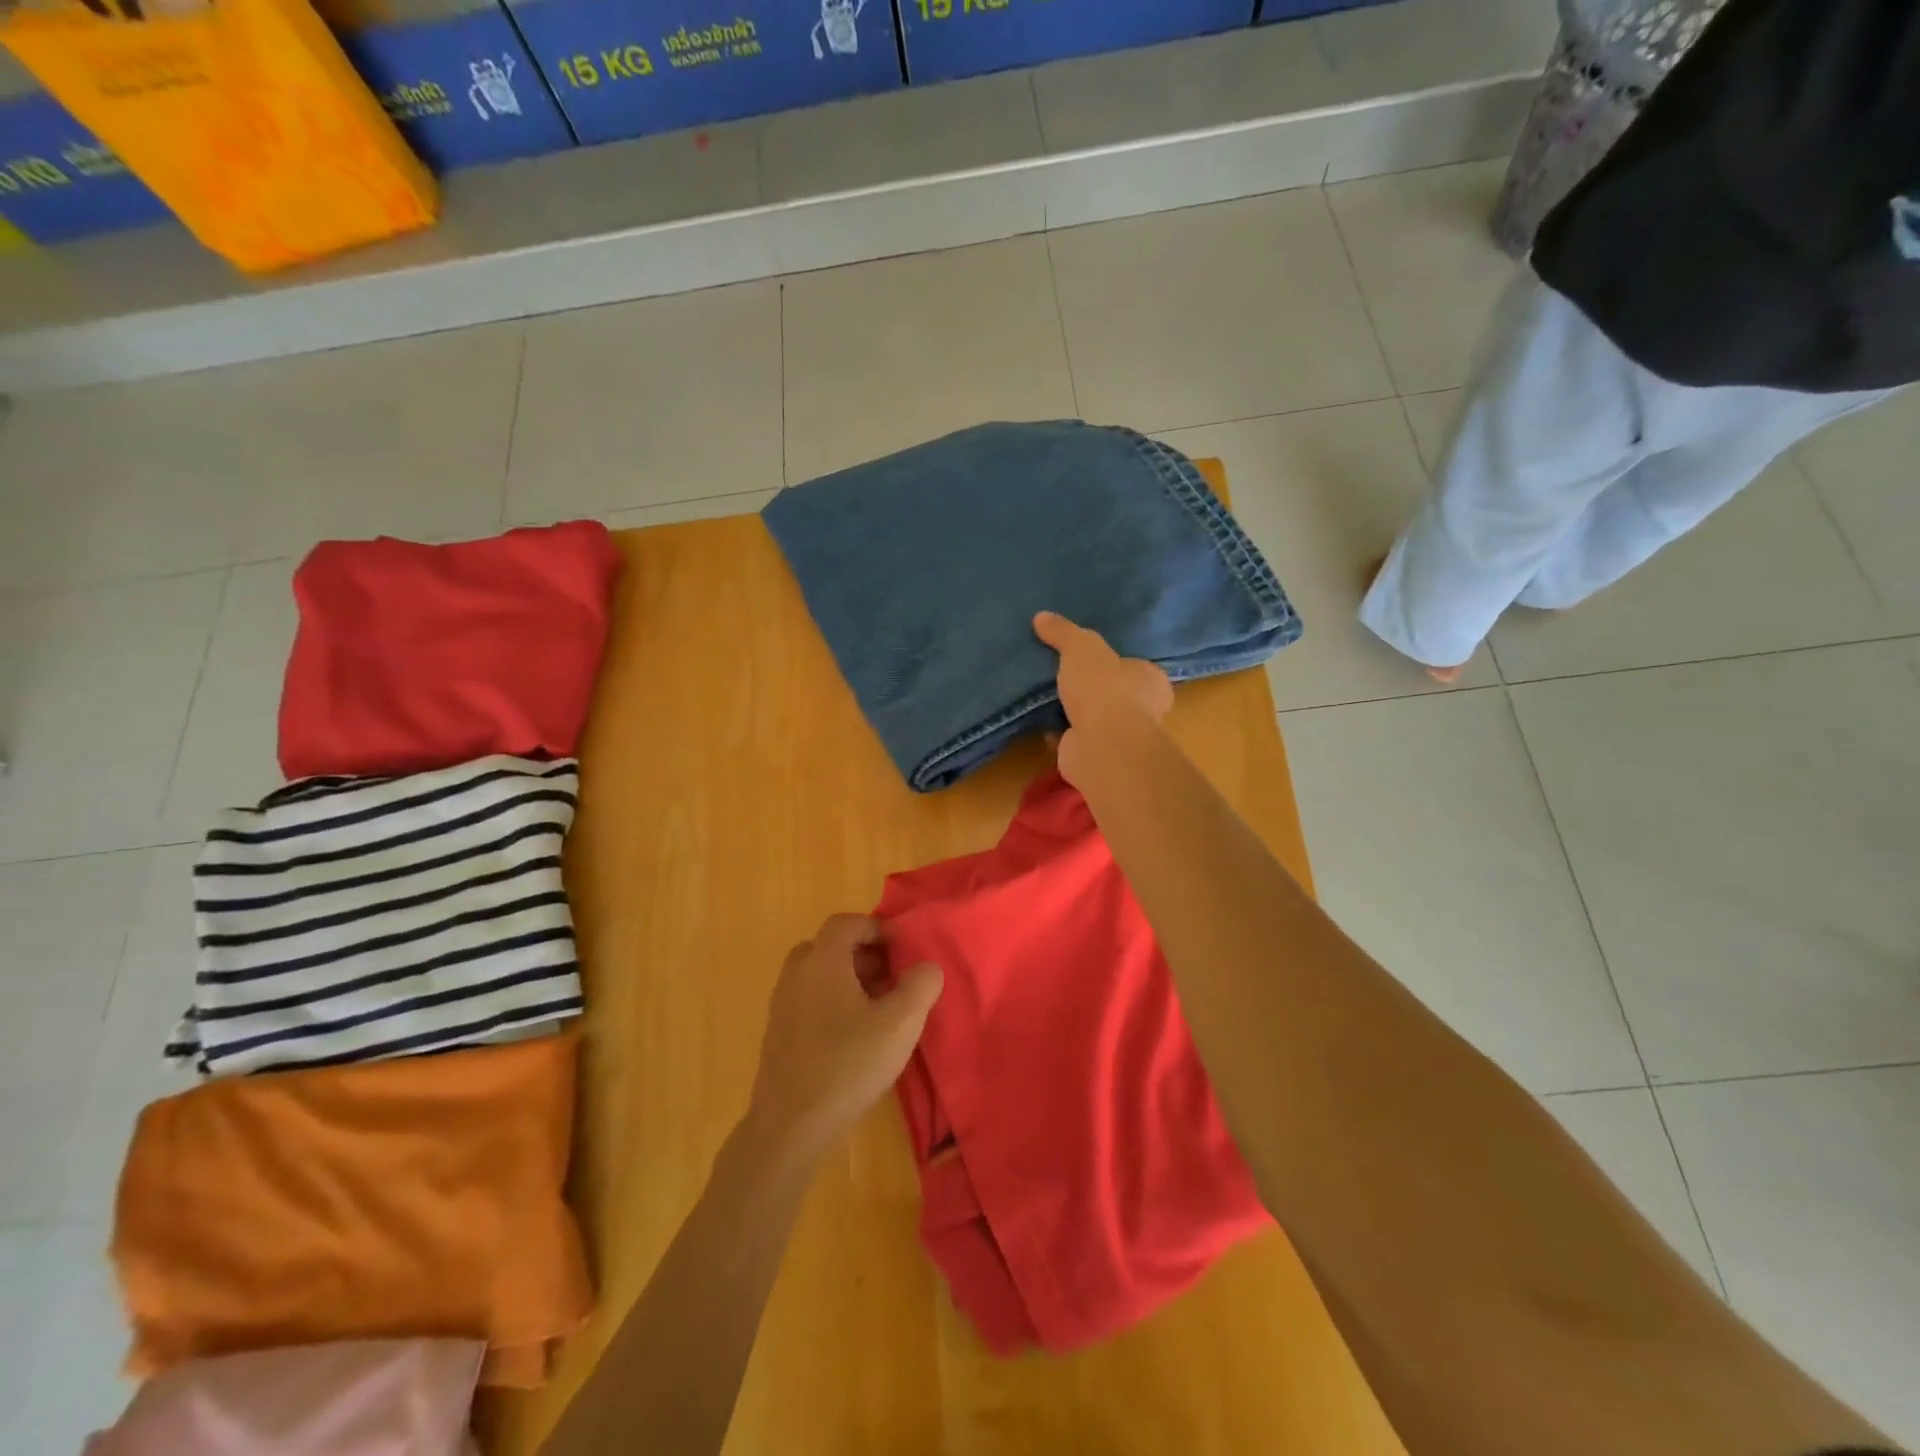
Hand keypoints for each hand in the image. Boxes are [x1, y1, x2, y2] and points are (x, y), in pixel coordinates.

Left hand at [747, 914, 941, 1159]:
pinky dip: (832, 1003)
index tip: (902, 951)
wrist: (790, 1125)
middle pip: (831, 946)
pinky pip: (809, 1000)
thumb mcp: (901, 1023)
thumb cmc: (848, 1064)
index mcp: (823, 959)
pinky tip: (854, 1038)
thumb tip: (926, 966)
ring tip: (879, 1011)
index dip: (877, 929)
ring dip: (849, 981)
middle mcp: (796, 973)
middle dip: (865, 956)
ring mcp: (782, 1004)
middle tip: (893, 979)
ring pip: (819, 975)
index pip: (847, 922)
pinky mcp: (777, 1033)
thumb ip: (921, 985)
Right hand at [1033, 611, 1172, 786]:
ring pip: (1096, 719)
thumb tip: (1041, 616)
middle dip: (1092, 690)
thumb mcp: (1080, 647)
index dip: (1112, 662)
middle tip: (1062, 678)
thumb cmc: (1103, 688)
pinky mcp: (1100, 757)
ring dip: (1075, 714)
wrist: (1101, 744)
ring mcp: (1122, 737)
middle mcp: (1145, 710)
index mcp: (1151, 679)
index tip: (1087, 660)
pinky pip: (1078, 740)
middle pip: (1115, 694)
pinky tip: (1042, 724)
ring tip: (1046, 699)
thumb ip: (1064, 632)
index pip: (1134, 667)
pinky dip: (1062, 734)